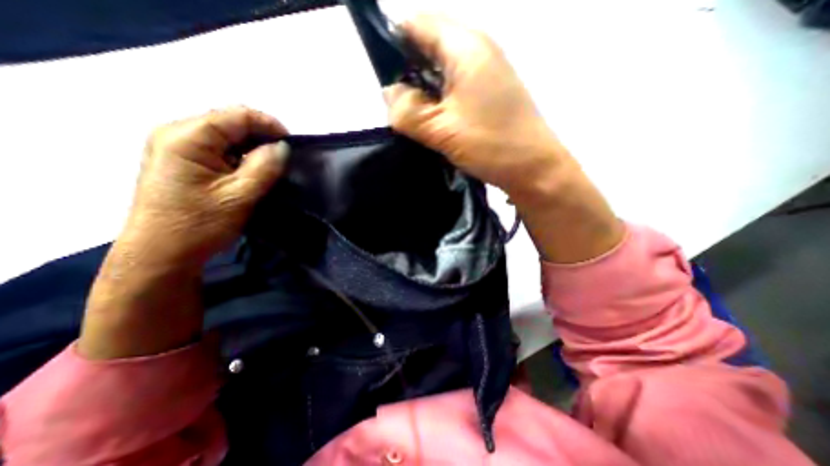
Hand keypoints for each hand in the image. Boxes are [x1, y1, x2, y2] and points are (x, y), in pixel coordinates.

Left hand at [122, 106, 289, 268]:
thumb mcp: (240, 195)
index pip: (237, 115)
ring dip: (252, 147)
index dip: (269, 124)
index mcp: (187, 137)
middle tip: (284, 157)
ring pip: (226, 136)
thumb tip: (283, 147)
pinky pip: (218, 149)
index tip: (291, 144)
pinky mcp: (182, 161)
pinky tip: (251, 172)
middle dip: (261, 136)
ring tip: (271, 166)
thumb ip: (264, 166)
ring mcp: (176, 147)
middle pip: (230, 122)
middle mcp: (176, 134)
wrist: (162, 253)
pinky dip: (240, 156)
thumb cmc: (200, 224)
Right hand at [383, 15, 621, 262]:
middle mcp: (478, 49)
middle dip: (408, 70)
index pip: (419, 24)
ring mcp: (487, 71)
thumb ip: (408, 111)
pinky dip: (439, 97)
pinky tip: (433, 118)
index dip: (394, 42)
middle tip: (397, 103)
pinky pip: (455, 84)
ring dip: (423, 87)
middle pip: (430, 44)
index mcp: (466, 47)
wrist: (533, 168)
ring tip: (412, 114)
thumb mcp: (441, 130)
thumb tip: (389, 94)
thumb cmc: (491, 145)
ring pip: (442, 68)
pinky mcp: (489, 92)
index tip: (382, 76)